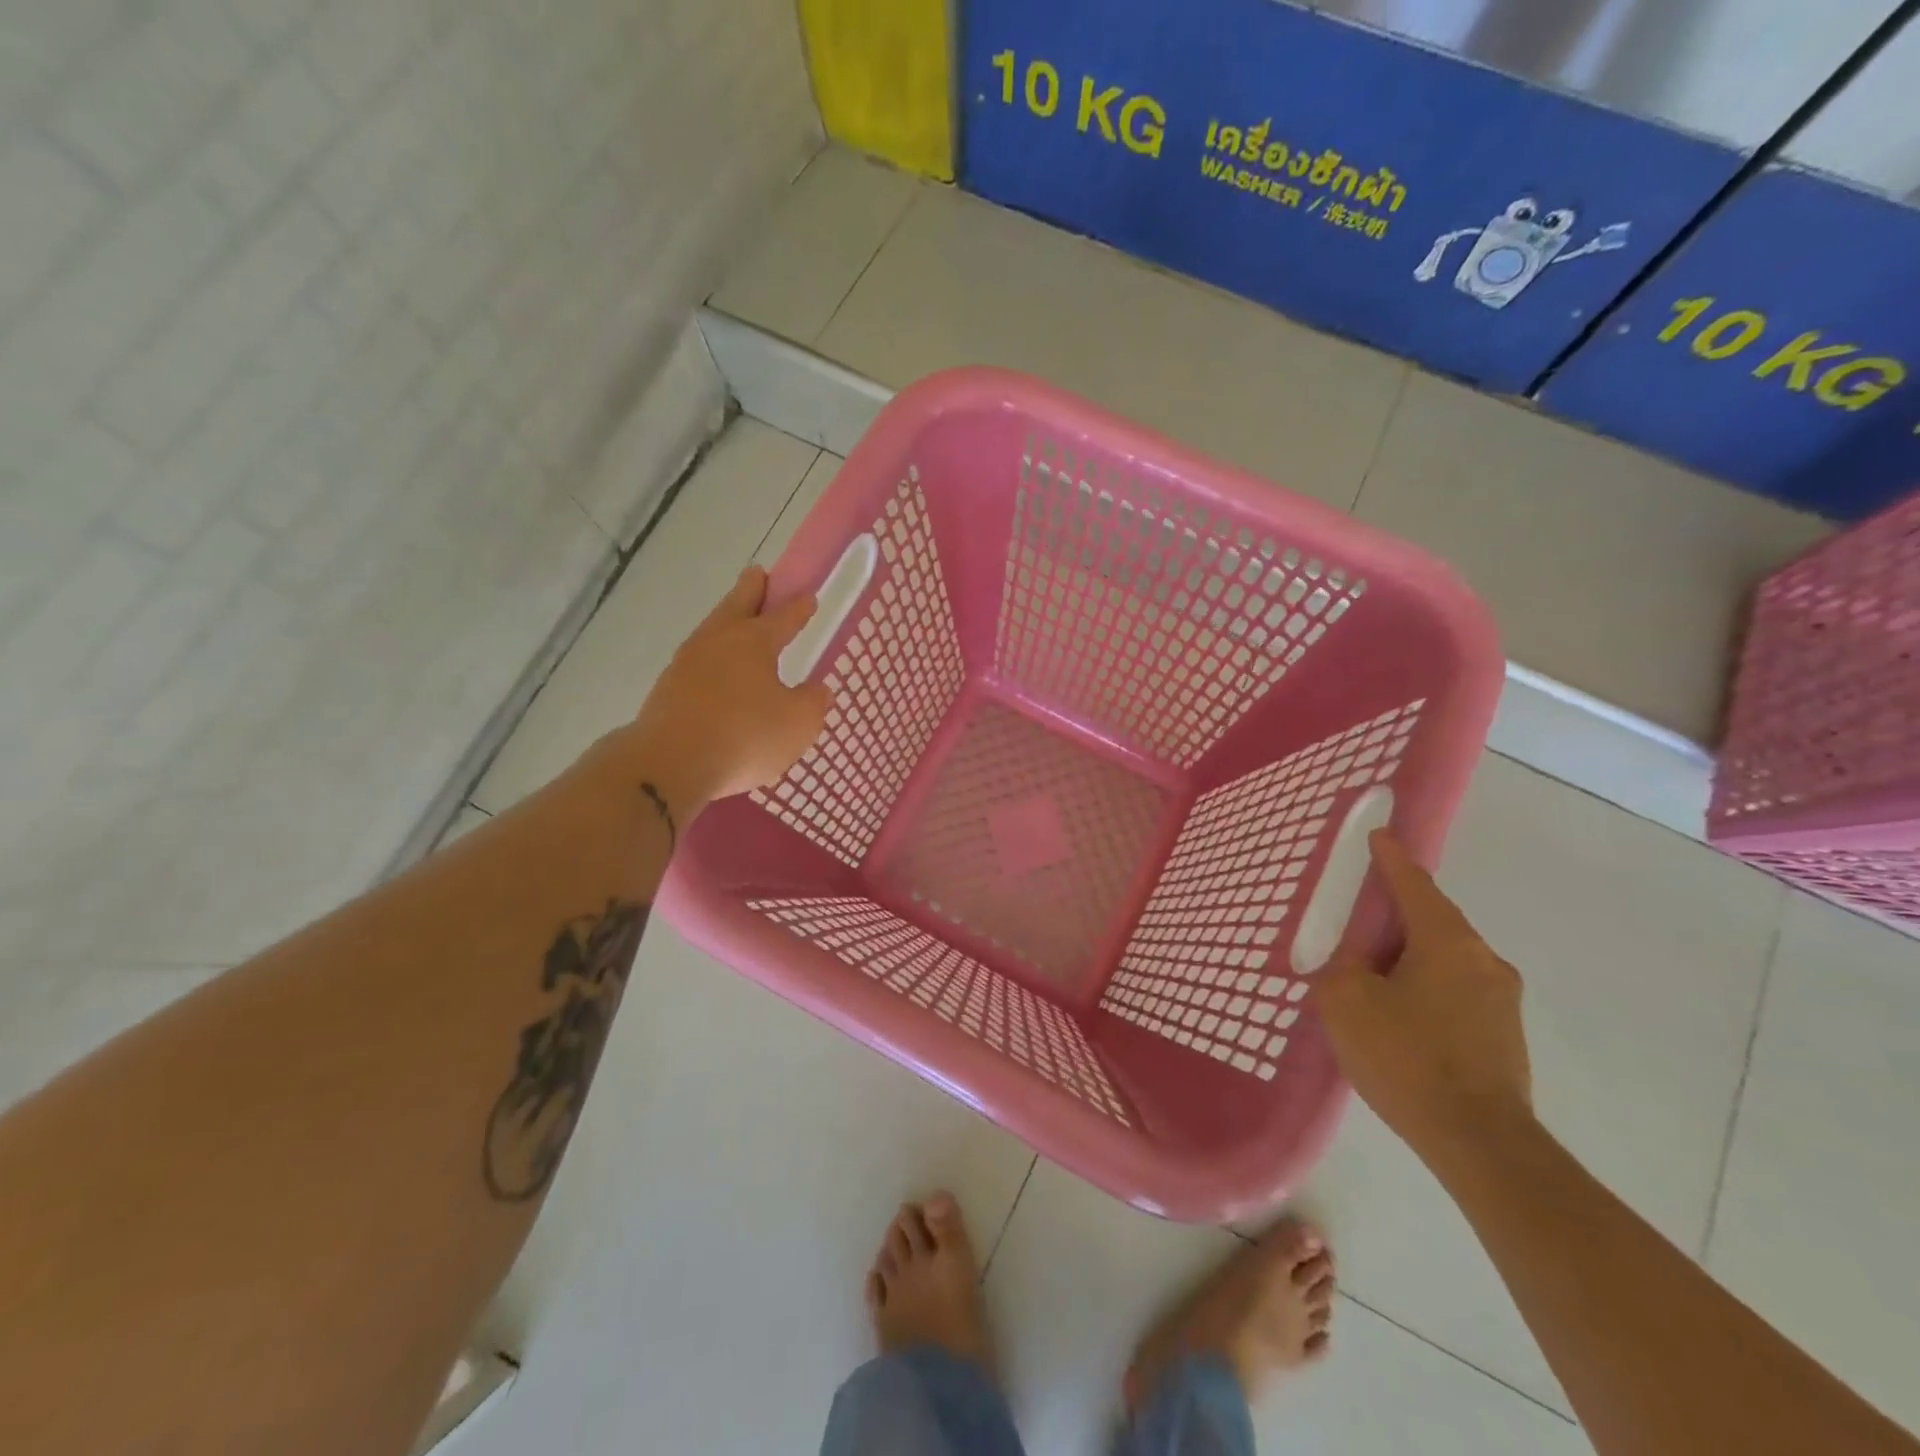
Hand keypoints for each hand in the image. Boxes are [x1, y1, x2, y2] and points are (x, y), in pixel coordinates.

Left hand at [626, 566, 832, 815]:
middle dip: (751, 589)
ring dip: (726, 620)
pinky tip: (715, 671)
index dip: (799, 607)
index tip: (809, 596)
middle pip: (737, 605)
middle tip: (758, 574)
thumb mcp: (798, 724)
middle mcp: (718, 642)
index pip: (783, 616)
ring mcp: (686, 663)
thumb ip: (813, 702)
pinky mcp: (667, 689)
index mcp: (754, 641)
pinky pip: (697, 662)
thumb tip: (817, 689)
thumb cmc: (745, 736)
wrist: (670, 763)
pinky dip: (711, 657)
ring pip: (712, 631)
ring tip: (736, 622)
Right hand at [1313, 831, 1532, 1161]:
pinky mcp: (1504, 1037)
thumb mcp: (1346, 1001)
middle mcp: (1484, 961)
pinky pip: (1456, 992)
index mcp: (1448, 942)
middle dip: (1396, 915)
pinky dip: (1425, 988)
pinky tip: (1399, 1016)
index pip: (1414, 885)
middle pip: (1433, 921)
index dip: (1392, 859)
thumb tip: (1356, 962)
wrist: (1480, 1144)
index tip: (1379, 836)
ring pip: (1446, 960)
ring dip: (1410, 957)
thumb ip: (1340, 967)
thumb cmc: (1406, 1057)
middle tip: (1359, 922)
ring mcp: (1502, 1002)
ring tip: (1373, 976)